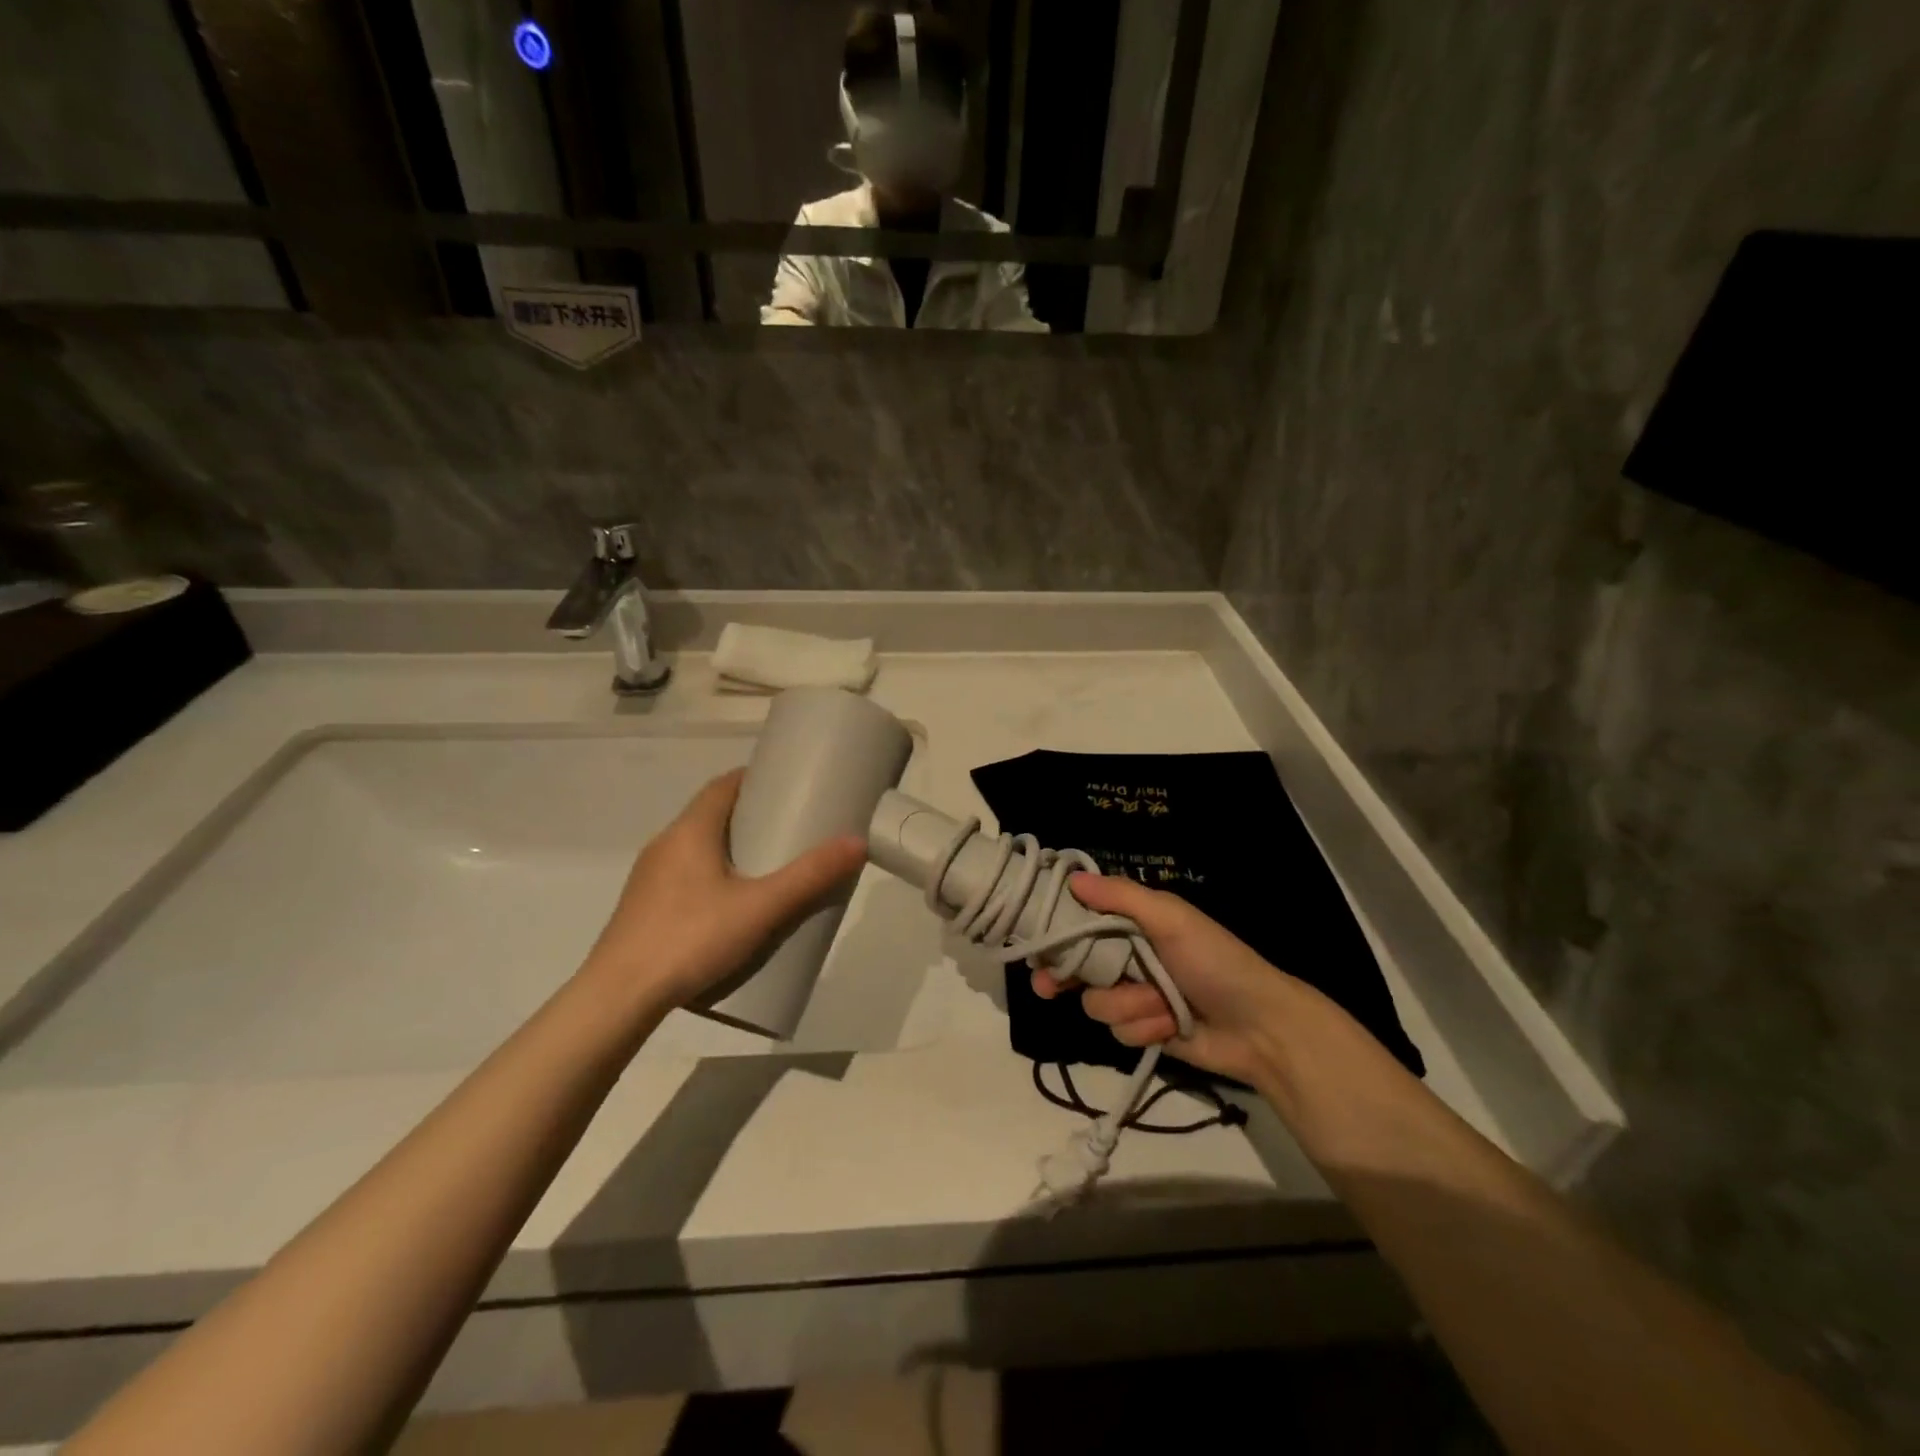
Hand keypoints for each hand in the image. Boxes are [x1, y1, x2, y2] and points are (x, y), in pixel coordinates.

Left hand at [580, 770, 866, 1010]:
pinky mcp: (643, 909)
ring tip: (766, 868)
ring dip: (729, 848)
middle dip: (749, 816)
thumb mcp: (761, 908)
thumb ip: (809, 877)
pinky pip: (684, 876)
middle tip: (789, 829)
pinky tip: (730, 907)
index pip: (723, 786)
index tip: (786, 786)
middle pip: (711, 815)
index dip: (754, 778)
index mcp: (689, 831)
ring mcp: (649, 878)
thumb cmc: (691, 938)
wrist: (618, 998)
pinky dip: (712, 875)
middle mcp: (665, 844)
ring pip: (696, 848)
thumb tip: (856, 842)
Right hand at [1032, 872, 1315, 1086]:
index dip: (1056, 928)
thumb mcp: (1172, 919)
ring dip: (1127, 1006)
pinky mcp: (1141, 1030)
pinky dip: (1143, 1028)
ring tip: (1160, 1005)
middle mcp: (1127, 956)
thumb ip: (1122, 898)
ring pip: (1095, 1003)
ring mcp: (1134, 995)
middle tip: (1046, 984)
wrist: (1259, 1027)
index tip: (1032, 936)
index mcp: (1134, 923)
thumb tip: (1072, 879)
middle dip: (1064, 976)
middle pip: (1076, 965)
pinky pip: (1117, 1031)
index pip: (1082, 919)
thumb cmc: (1214, 961)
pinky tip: (1168, 1027)